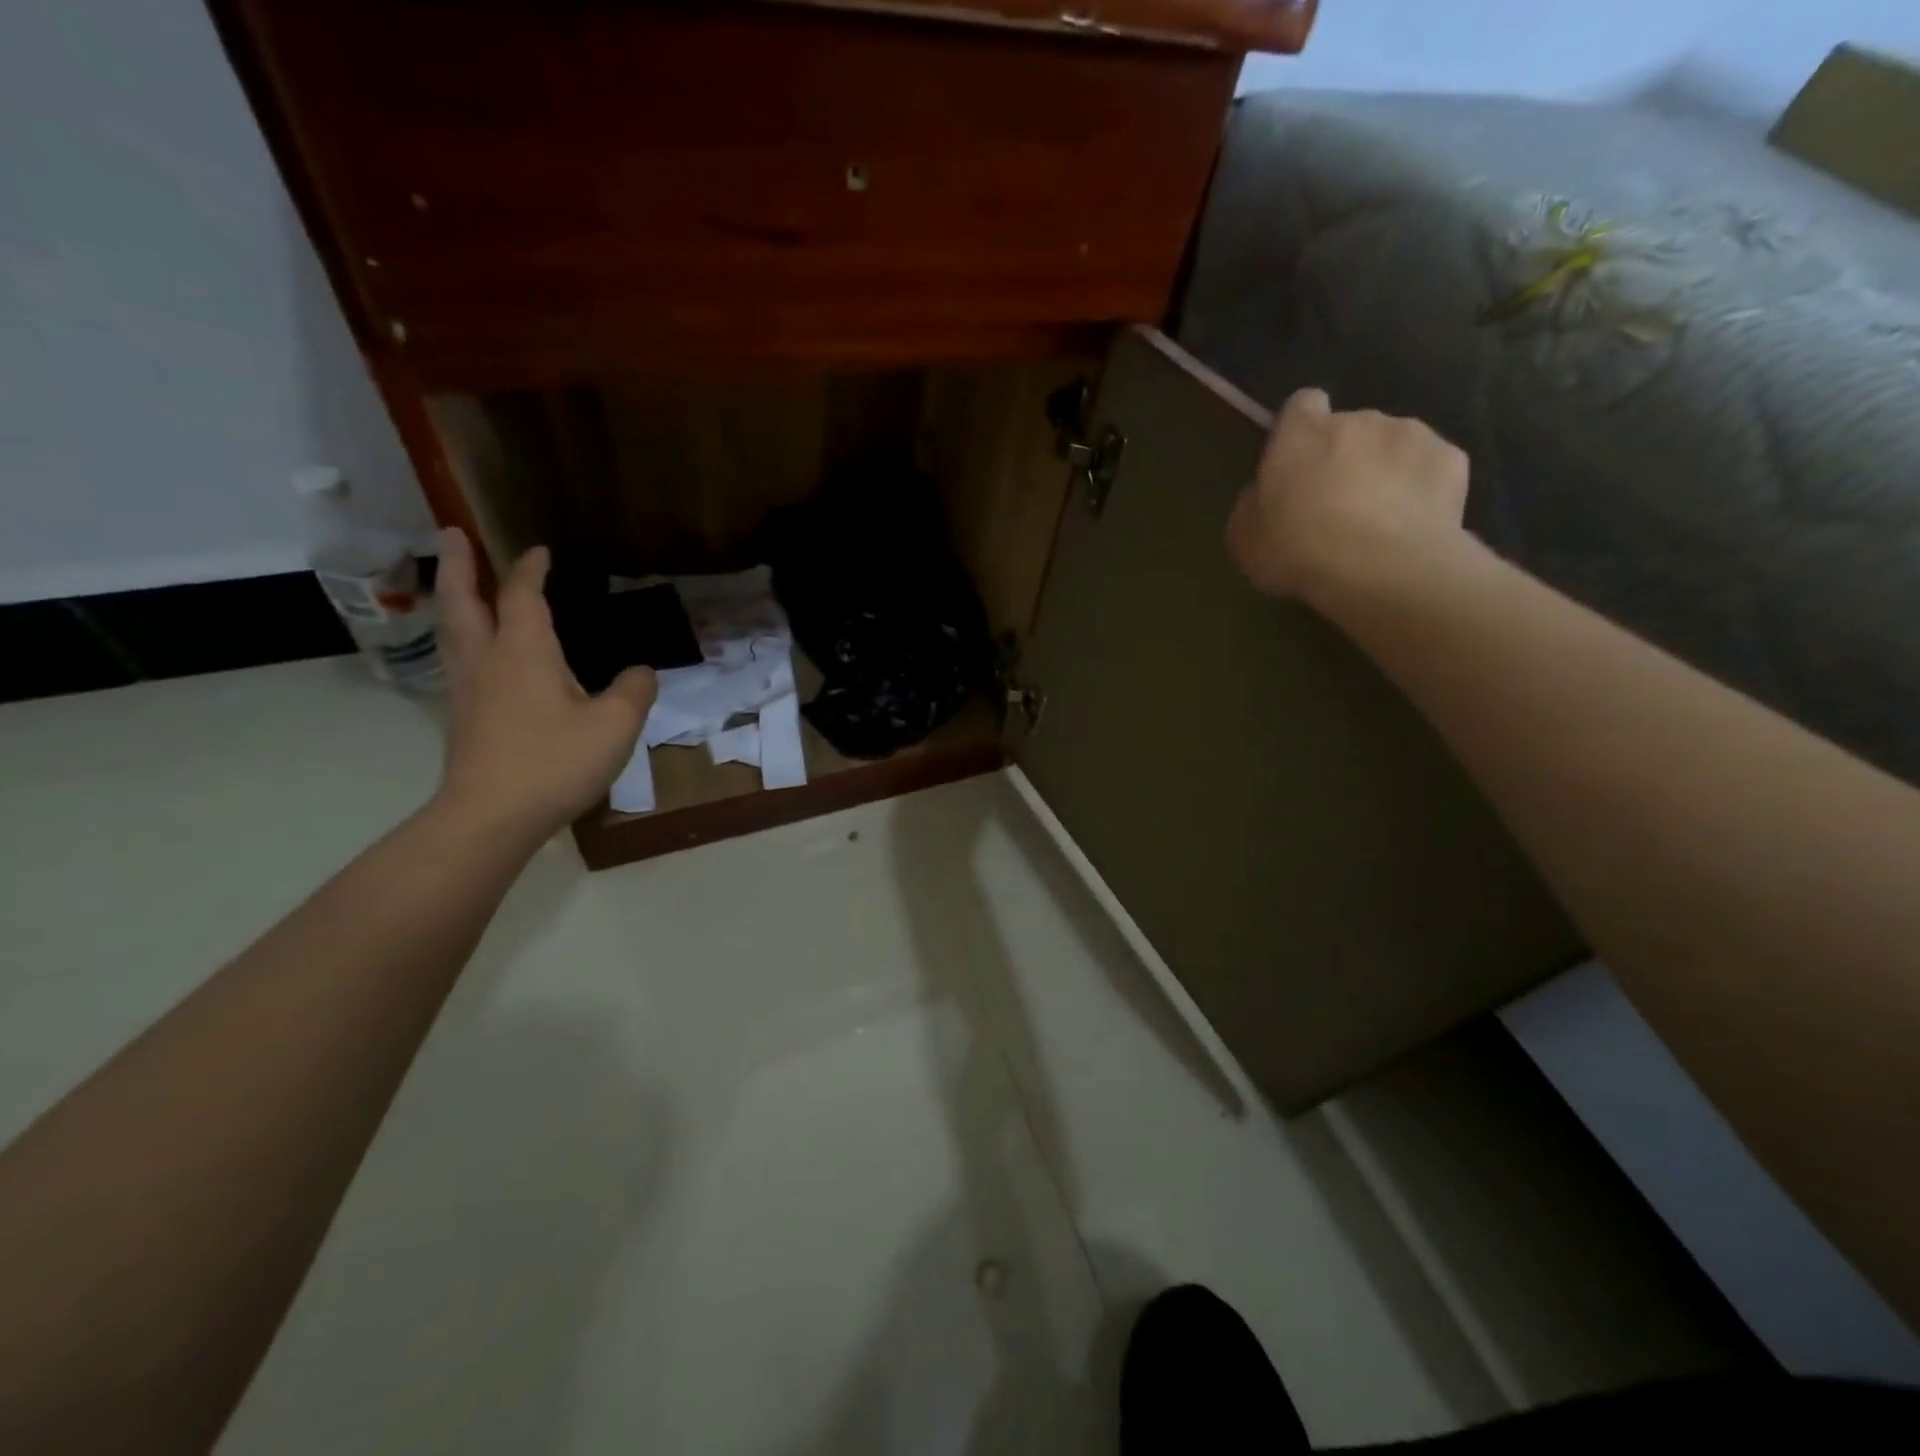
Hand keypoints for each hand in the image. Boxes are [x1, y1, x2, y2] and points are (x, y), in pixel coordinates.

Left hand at [433, 529, 656, 842]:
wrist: (492, 816)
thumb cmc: (555, 762)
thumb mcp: (614, 726)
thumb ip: (633, 692)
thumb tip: (641, 672)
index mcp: (524, 652)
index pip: (522, 596)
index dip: (531, 569)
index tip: (540, 550)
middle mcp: (487, 661)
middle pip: (462, 601)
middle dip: (458, 565)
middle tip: (451, 534)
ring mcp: (468, 690)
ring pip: (452, 630)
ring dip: (451, 598)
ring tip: (455, 584)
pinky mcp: (464, 718)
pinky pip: (458, 658)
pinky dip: (462, 635)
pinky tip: (476, 650)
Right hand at [1226, 388, 1472, 606]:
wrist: (1381, 568)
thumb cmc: (1298, 551)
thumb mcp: (1246, 538)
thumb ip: (1253, 504)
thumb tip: (1263, 494)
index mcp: (1301, 434)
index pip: (1301, 404)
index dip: (1300, 429)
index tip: (1297, 461)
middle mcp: (1357, 419)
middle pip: (1349, 427)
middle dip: (1344, 455)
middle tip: (1336, 504)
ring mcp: (1410, 434)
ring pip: (1393, 443)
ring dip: (1385, 468)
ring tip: (1380, 517)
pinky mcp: (1451, 458)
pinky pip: (1430, 467)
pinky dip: (1423, 487)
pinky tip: (1415, 522)